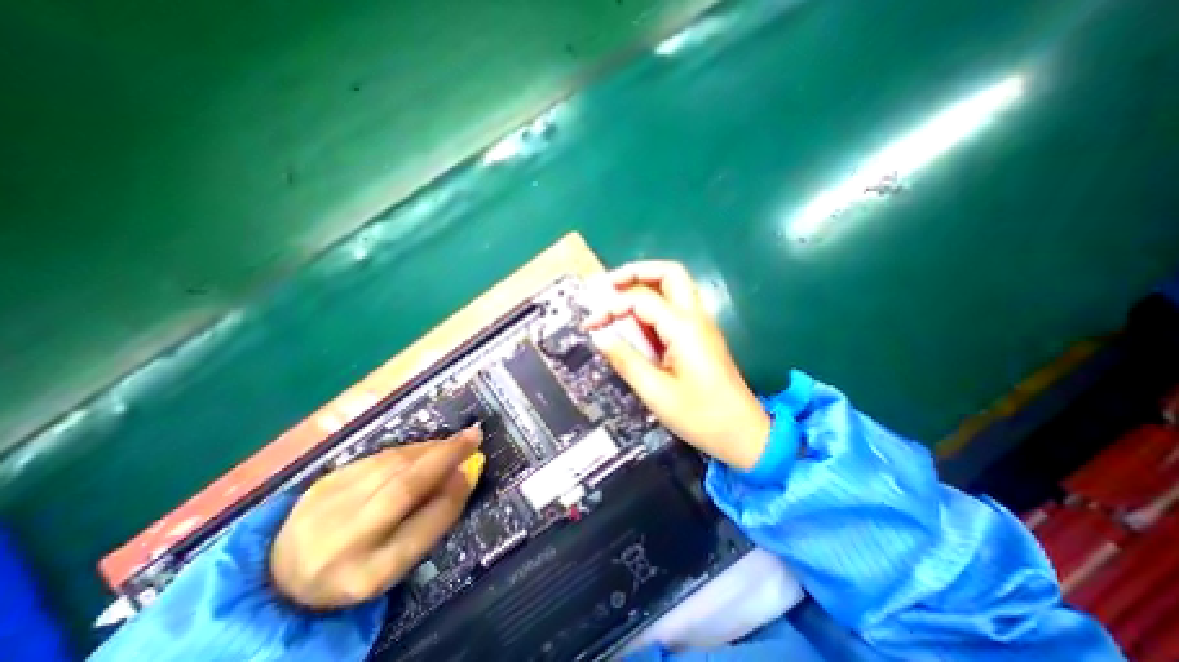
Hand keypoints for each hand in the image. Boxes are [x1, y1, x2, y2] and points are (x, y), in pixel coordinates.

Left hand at [268, 426, 482, 606]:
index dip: (452, 495)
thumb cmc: (360, 568)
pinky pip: (378, 457)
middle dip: (444, 456)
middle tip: (474, 435)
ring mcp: (326, 508)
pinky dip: (409, 449)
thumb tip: (464, 473)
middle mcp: (342, 542)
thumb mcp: (400, 559)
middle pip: (403, 487)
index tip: (475, 466)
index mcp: (368, 575)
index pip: (421, 529)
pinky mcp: (323, 483)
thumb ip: (434, 518)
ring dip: (430, 448)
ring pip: (391, 465)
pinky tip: (425, 448)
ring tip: (454, 442)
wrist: (285, 573)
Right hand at [583, 258, 770, 469]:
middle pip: (669, 273)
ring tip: (616, 297)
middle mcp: (695, 317)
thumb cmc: (701, 416)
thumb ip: (626, 360)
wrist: (744, 434)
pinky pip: (675, 307)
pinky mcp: (699, 336)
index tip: (591, 324)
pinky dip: (652, 305)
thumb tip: (600, 337)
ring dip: (645, 285)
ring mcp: (701, 325)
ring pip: (674, 286)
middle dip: (635, 273)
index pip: (641, 300)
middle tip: (608, 285)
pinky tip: (635, 321)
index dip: (611, 307)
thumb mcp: (656, 392)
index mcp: (684, 329)